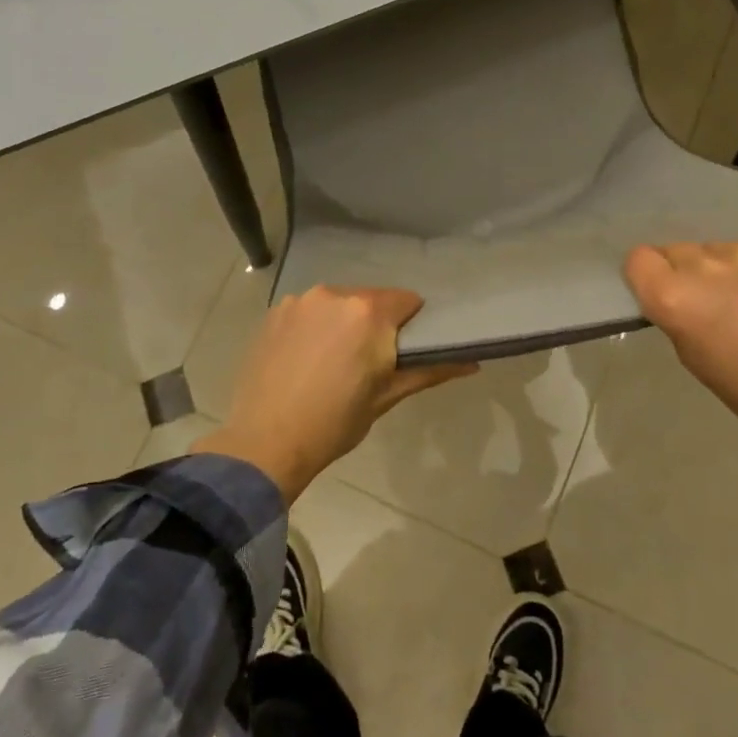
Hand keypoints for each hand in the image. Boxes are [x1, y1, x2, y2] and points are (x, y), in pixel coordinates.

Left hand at [193, 286, 474, 500]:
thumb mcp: (386, 397)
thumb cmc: (334, 423)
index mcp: (368, 312)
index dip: (411, 324)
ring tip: (333, 362)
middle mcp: (334, 293)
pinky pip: (308, 311)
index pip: (407, 300)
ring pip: (337, 303)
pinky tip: (305, 358)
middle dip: (376, 323)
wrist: (265, 443)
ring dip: (343, 322)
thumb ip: (429, 371)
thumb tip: (472, 362)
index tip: (404, 350)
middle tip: (369, 362)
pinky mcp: (274, 313)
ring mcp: (300, 301)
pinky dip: (314, 327)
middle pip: (370, 299)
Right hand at [623, 238, 737, 508]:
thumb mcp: (689, 355)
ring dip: (723, 268)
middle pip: (677, 250)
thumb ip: (674, 312)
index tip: (662, 292)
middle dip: (686, 271)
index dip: (648, 275)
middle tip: (710, 301)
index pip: (639, 259)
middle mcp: (704, 265)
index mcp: (673, 296)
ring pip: (717, 249)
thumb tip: (674, 289)